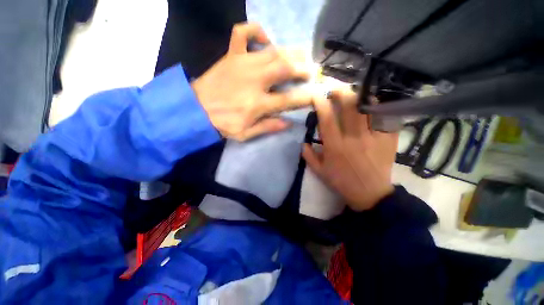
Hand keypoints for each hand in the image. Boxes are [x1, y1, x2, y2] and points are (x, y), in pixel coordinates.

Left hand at [191, 22, 311, 140]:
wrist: (195, 109)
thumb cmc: (222, 124)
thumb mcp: (246, 134)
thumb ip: (268, 127)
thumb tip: (288, 123)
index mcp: (258, 104)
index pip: (288, 99)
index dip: (304, 97)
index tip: (315, 95)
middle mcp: (255, 81)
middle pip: (285, 69)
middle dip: (301, 69)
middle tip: (310, 70)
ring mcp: (243, 64)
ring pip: (272, 51)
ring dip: (289, 52)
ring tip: (300, 55)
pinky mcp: (231, 55)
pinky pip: (243, 33)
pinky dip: (256, 31)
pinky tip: (265, 39)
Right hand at [302, 90, 397, 210]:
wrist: (370, 194)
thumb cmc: (342, 182)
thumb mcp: (320, 172)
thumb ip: (308, 156)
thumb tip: (303, 142)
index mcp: (335, 147)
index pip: (327, 119)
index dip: (321, 103)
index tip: (317, 94)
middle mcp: (354, 139)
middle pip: (349, 108)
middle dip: (341, 93)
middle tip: (335, 88)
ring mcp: (374, 138)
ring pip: (368, 109)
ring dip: (359, 97)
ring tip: (352, 93)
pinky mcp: (388, 140)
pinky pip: (385, 118)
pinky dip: (378, 108)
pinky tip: (372, 105)